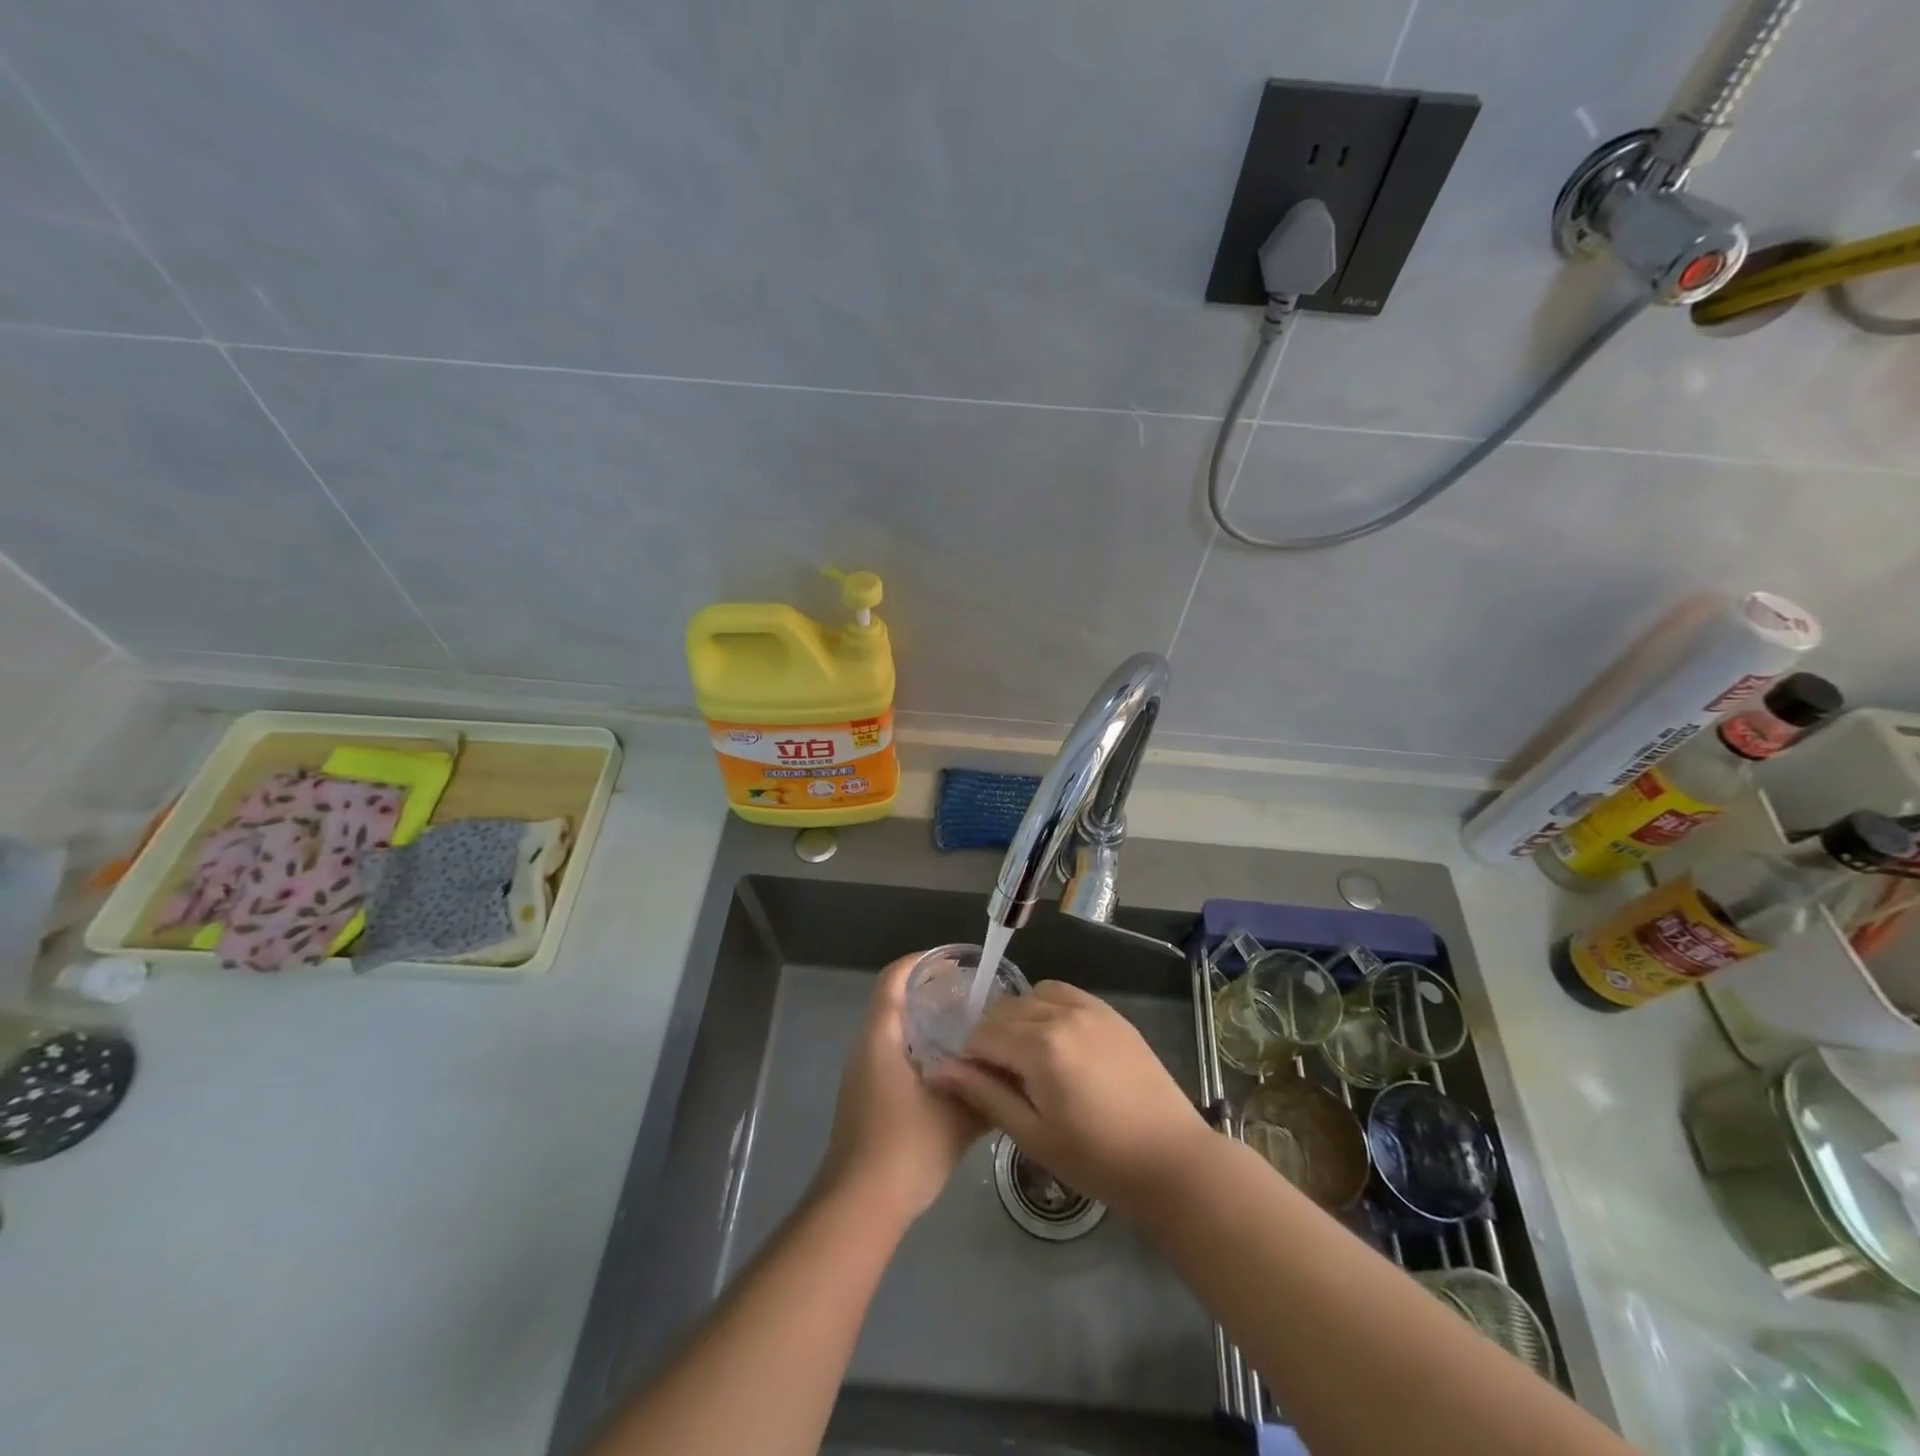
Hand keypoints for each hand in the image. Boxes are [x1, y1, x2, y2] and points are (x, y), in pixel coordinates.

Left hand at [816, 954, 984, 1225]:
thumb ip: (984, 1086)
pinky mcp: (868, 1096)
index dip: (923, 962)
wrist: (860, 1206)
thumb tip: (1009, 1066)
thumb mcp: (956, 1114)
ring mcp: (864, 1073)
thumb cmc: (906, 1148)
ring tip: (969, 1027)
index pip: (895, 978)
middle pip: (896, 1000)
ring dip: (927, 1022)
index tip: (957, 963)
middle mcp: (867, 1046)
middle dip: (932, 991)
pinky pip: (895, 1053)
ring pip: (896, 1030)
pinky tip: (954, 1068)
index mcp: (882, 1037)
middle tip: (974, 995)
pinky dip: (922, 1047)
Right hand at [926, 981, 1211, 1217]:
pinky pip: (1064, 994)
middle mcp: (1062, 1013)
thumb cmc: (1097, 1159)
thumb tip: (939, 1069)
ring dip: (1018, 1019)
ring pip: (1032, 996)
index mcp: (1040, 1045)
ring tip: (1026, 1058)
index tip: (970, 1080)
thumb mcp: (1033, 1135)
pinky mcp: (1110, 1012)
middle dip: (990, 1037)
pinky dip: (1047, 1008)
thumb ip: (985, 1094)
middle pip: (1005, 1010)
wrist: (1171, 1159)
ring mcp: (1090, 1007)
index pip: (983, 1034)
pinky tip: (1054, 1041)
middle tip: (997, 1076)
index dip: (968, 1056)